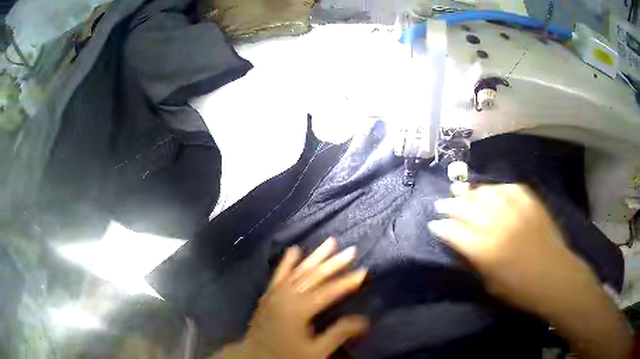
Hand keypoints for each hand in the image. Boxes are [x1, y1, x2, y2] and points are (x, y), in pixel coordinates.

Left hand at [239, 238, 368, 358]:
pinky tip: (294, 250)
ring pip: (298, 270)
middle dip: (335, 263)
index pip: (329, 292)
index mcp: (299, 309)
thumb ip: (338, 334)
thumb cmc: (286, 356)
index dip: (348, 282)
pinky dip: (288, 261)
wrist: (254, 357)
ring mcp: (275, 293)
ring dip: (316, 256)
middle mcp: (287, 296)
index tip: (364, 271)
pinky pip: (279, 274)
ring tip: (330, 242)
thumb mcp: (315, 351)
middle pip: (314, 276)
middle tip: (352, 250)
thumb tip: (364, 320)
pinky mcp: (268, 294)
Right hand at [429, 184, 631, 358]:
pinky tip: (489, 190)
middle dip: (451, 205)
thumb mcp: (491, 283)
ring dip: (470, 192)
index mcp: (486, 250)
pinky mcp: (530, 202)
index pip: (455, 231)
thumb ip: (476, 261)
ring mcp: (516, 209)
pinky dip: (496, 188)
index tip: (435, 224)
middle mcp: (498, 225)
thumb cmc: (521, 290)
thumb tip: (463, 245)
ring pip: (486, 193)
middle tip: (441, 203)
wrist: (555, 276)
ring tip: (459, 189)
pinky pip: (508, 188)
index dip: (442, 226)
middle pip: (467, 208)